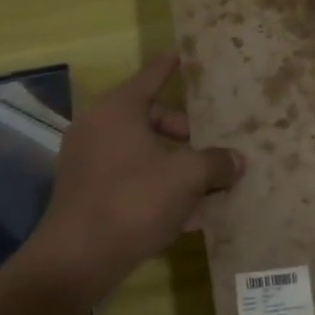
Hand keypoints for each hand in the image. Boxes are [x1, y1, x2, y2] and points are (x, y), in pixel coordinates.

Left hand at [34, 52, 244, 297]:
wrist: (77, 260)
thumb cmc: (134, 201)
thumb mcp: (186, 178)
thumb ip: (216, 162)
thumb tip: (237, 160)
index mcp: (117, 109)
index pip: (151, 76)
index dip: (171, 66)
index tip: (185, 55)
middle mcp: (97, 127)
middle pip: (150, 117)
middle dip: (185, 134)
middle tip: (213, 147)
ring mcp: (87, 160)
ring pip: (142, 152)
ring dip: (174, 165)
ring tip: (208, 184)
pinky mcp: (86, 191)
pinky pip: (130, 178)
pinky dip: (156, 187)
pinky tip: (188, 216)